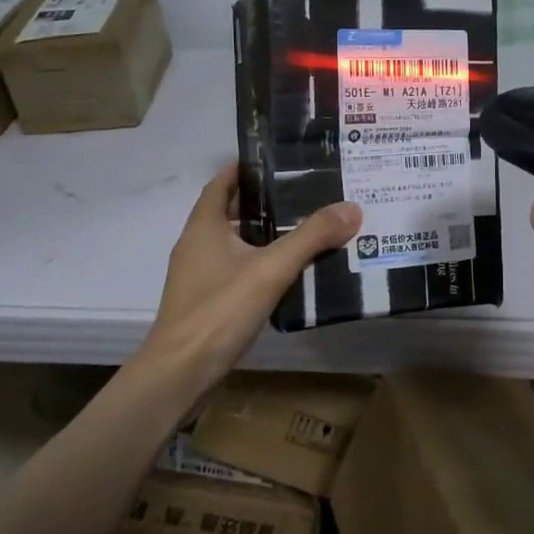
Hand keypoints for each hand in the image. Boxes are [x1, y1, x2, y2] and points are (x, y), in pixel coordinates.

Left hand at [137, 165, 360, 395]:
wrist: (181, 372)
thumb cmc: (219, 310)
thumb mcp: (270, 269)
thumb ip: (311, 237)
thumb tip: (352, 208)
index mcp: (203, 226)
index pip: (223, 182)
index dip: (248, 169)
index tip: (281, 161)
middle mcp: (196, 244)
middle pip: (230, 211)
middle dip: (264, 202)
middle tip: (306, 195)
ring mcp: (198, 276)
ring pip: (234, 243)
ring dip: (263, 235)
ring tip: (306, 229)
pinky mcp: (206, 302)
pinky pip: (235, 270)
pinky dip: (259, 264)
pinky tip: (288, 273)